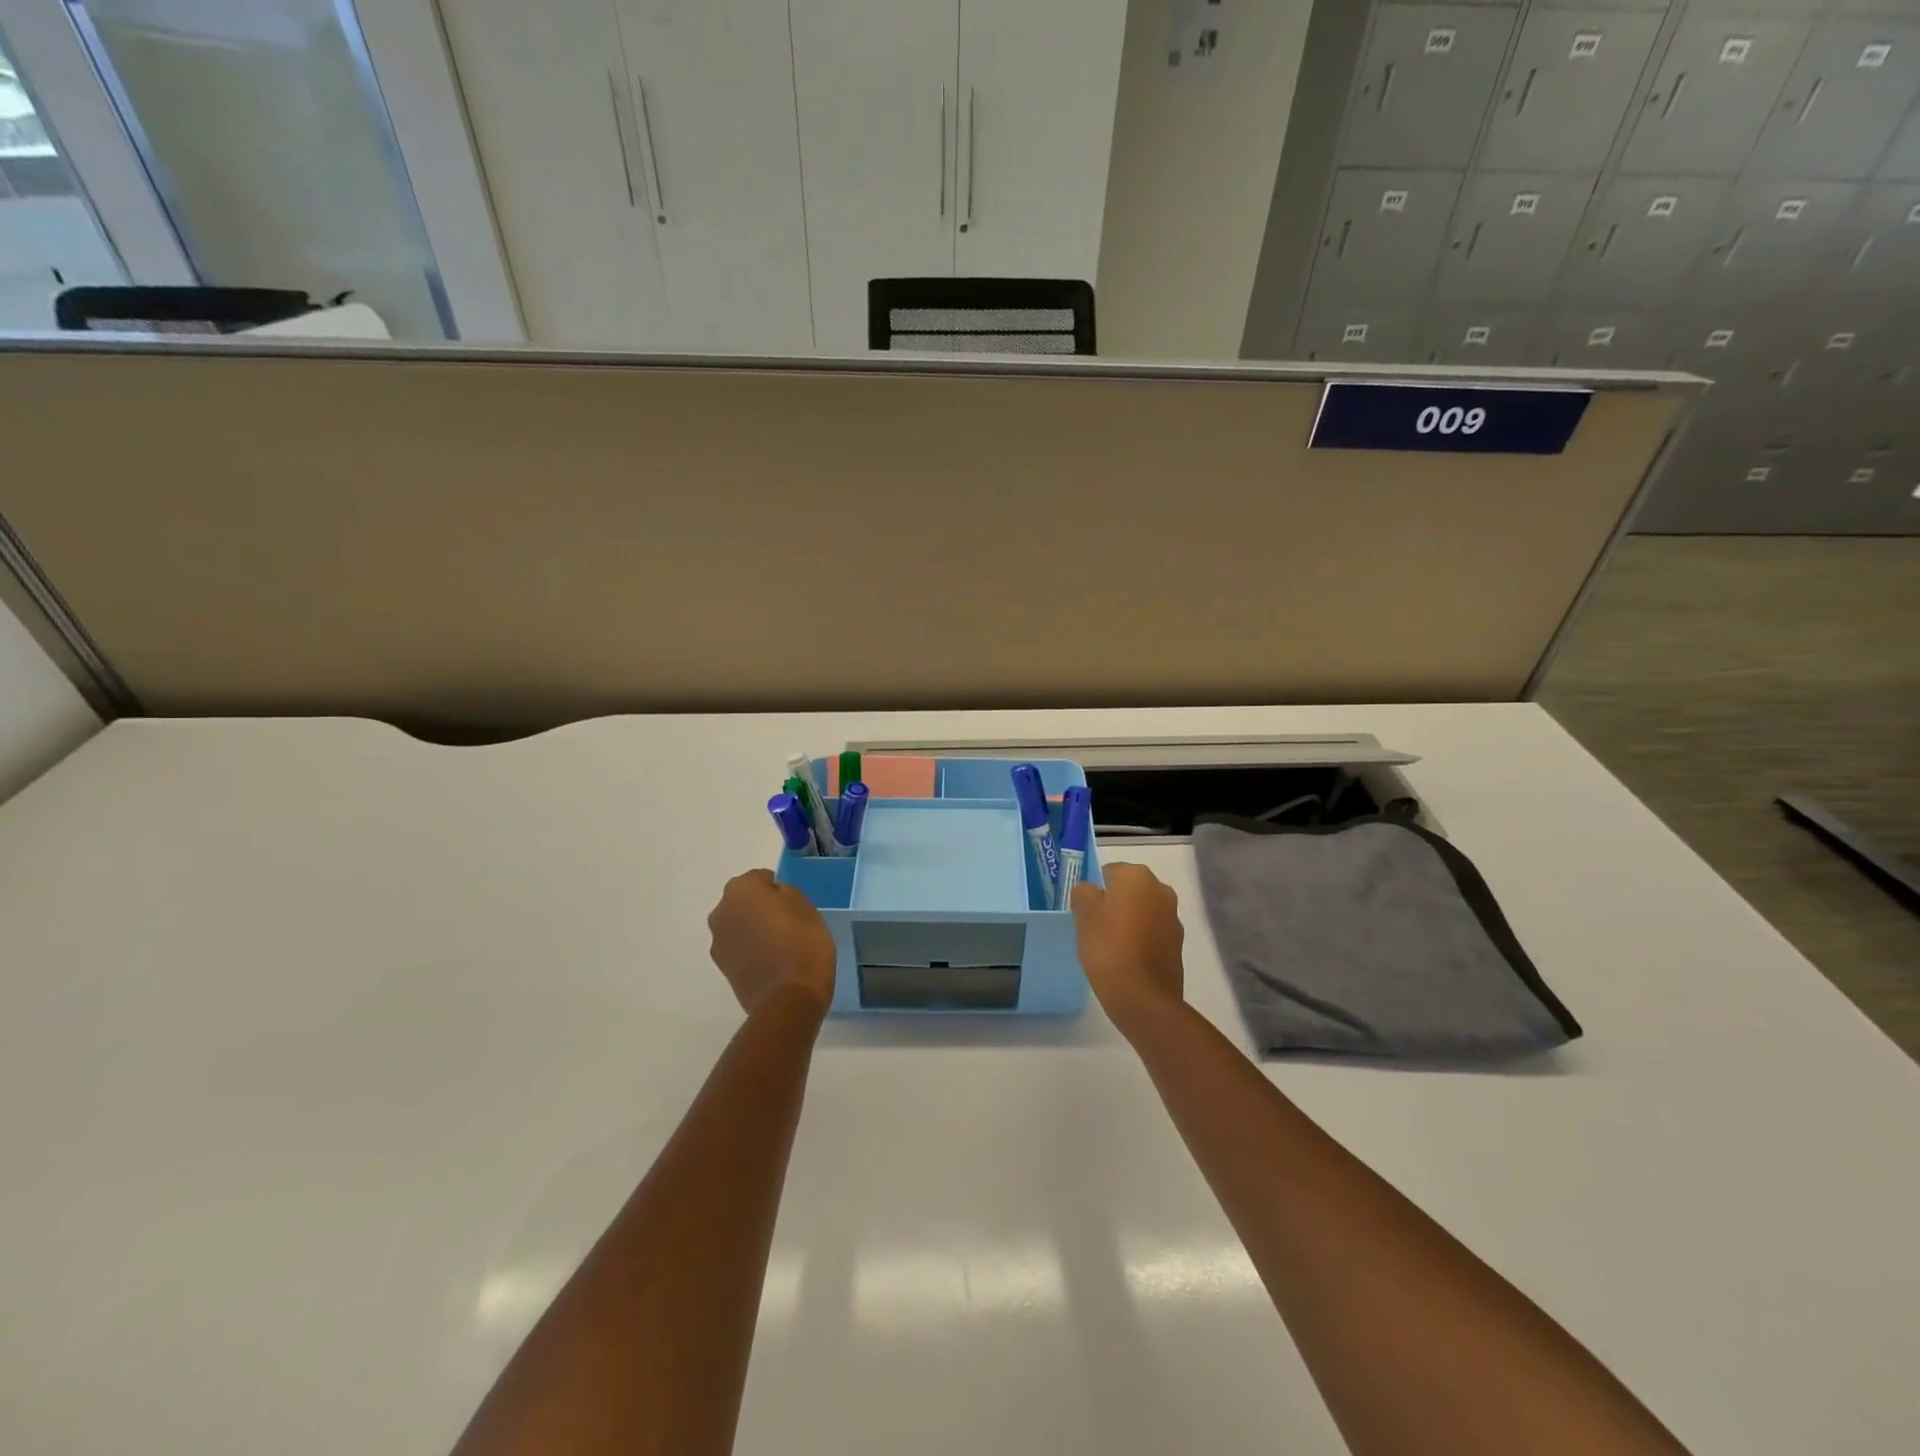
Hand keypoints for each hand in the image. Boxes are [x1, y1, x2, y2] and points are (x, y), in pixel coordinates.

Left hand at [707, 869, 836, 1014]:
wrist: (789, 998)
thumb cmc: (802, 942)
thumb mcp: (805, 905)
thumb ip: (785, 892)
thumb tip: (773, 896)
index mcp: (741, 888)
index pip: (762, 878)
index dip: (780, 890)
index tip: (796, 905)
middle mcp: (721, 911)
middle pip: (745, 902)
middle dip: (762, 909)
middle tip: (789, 923)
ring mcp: (718, 942)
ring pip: (740, 926)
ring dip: (755, 930)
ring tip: (781, 947)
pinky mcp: (722, 969)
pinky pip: (740, 949)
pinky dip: (752, 951)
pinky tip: (773, 963)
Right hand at [1070, 863, 1184, 1038]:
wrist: (1143, 998)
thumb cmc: (1108, 948)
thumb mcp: (1083, 915)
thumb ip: (1083, 893)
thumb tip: (1090, 891)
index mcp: (1137, 876)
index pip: (1109, 871)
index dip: (1094, 890)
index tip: (1084, 911)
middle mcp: (1161, 890)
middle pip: (1129, 890)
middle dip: (1114, 903)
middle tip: (1094, 927)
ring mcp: (1173, 917)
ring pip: (1142, 911)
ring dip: (1129, 921)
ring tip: (1109, 946)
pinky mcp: (1178, 944)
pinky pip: (1152, 932)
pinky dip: (1140, 939)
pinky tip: (1126, 959)